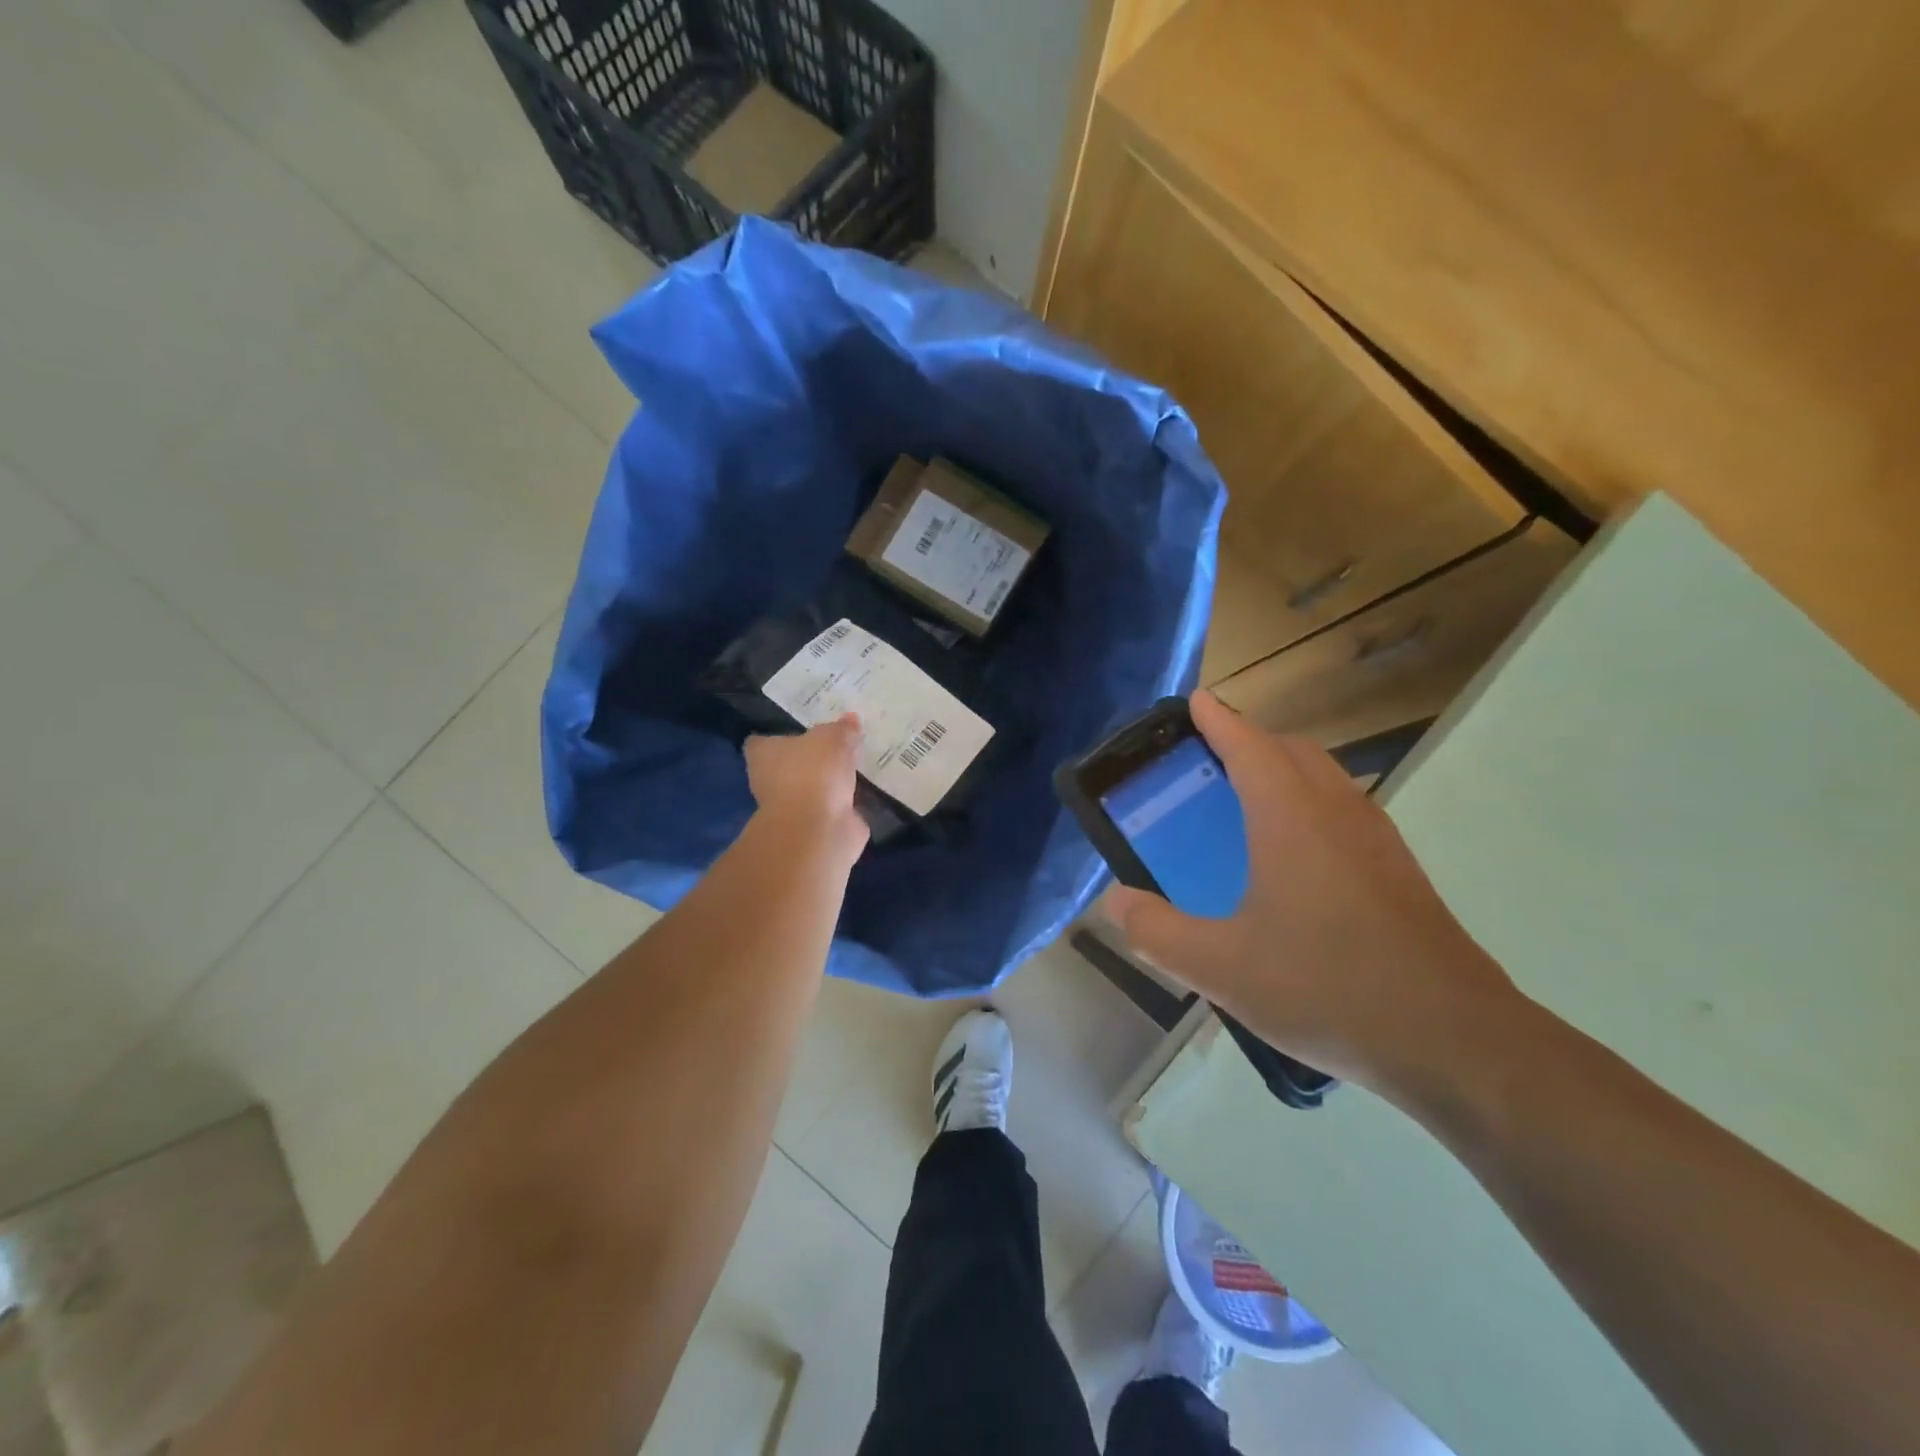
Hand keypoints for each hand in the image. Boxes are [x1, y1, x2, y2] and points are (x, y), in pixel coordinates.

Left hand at [744, 715, 868, 864]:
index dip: (779, 737)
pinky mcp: (813, 829)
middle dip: (810, 760)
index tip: (802, 732)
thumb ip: (842, 729)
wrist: (818, 829)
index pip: (762, 742)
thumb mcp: (833, 738)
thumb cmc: (813, 772)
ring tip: (855, 768)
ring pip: (811, 790)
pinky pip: (830, 811)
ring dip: (828, 784)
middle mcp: (769, 782)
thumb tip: (851, 719)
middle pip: (789, 766)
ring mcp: (791, 809)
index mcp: (764, 755)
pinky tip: (863, 795)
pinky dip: (843, 806)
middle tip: (837, 746)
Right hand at [1104, 692, 1525, 1104]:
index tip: (1197, 701)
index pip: (1250, 747)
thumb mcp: (1222, 968)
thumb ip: (1158, 932)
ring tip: (1246, 801)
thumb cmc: (1329, 989)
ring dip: (1285, 770)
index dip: (1220, 720)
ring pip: (1326, 778)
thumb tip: (1115, 902)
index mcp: (1291, 819)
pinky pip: (1346, 811)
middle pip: (1293, 752)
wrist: (1455, 1042)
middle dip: (1250, 740)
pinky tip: (1295, 858)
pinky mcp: (1400, 873)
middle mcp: (1338, 814)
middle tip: (1209, 758)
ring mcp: (1378, 842)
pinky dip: (1312, 803)